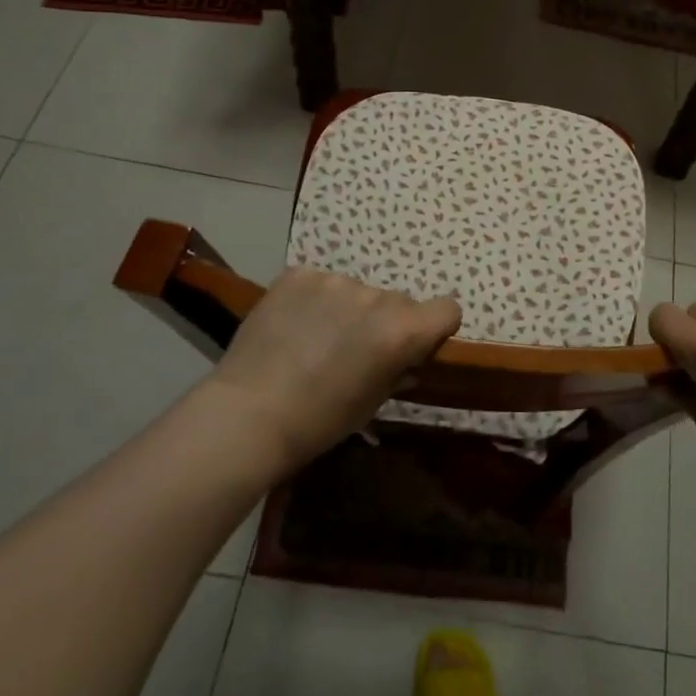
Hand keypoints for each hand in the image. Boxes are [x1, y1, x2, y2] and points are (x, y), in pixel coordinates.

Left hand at [204, 268, 460, 474]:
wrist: (249, 413)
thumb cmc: (319, 421)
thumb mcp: (372, 404)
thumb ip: (398, 371)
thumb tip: (406, 360)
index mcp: (402, 330)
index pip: (447, 309)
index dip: (434, 328)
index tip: (413, 347)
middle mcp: (376, 296)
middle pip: (398, 301)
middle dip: (384, 322)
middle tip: (353, 352)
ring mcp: (335, 280)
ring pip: (356, 291)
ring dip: (346, 310)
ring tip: (314, 341)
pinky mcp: (299, 274)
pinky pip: (320, 283)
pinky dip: (313, 300)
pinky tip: (292, 326)